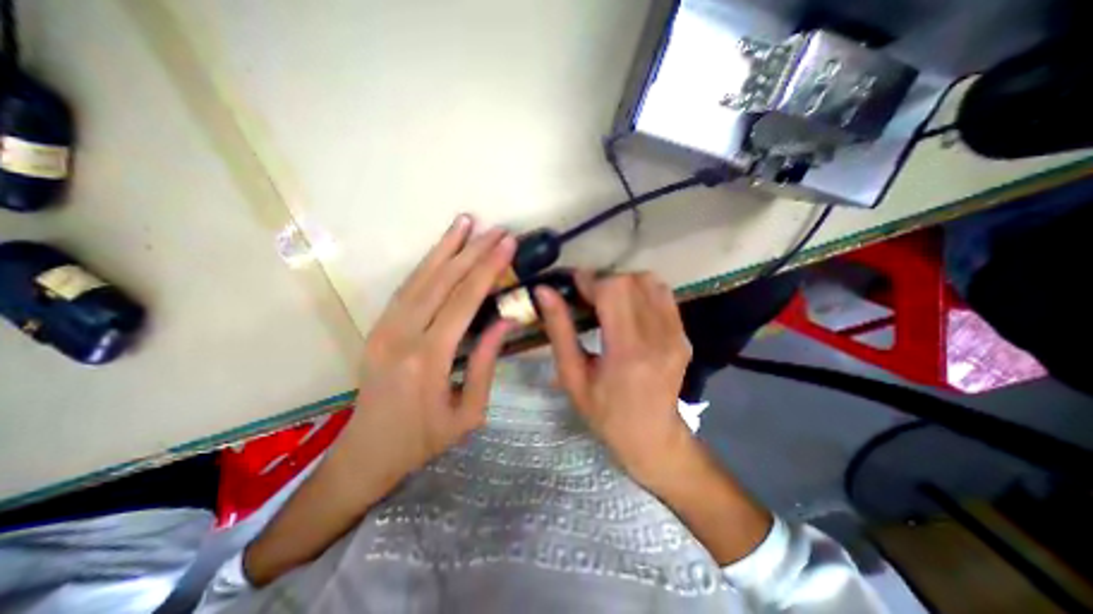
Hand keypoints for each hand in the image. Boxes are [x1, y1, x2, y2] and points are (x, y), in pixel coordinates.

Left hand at [338, 216, 517, 488]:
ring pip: (420, 276)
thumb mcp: (469, 412)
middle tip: (496, 229)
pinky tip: (442, 249)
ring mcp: (384, 327)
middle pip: (442, 281)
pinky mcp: (379, 327)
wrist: (367, 452)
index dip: (488, 269)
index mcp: (428, 359)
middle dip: (473, 250)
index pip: (464, 301)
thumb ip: (486, 363)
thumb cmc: (425, 439)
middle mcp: (402, 335)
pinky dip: (427, 263)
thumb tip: (505, 320)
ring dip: (445, 247)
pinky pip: (407, 287)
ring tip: (466, 222)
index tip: (508, 244)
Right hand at [538, 274, 695, 487]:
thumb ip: (559, 330)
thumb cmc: (604, 413)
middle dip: (603, 281)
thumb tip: (544, 291)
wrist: (653, 437)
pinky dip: (641, 291)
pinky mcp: (684, 335)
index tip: (573, 285)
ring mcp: (676, 335)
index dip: (590, 280)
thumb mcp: (572, 376)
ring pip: (649, 282)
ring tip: (607, 301)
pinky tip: (628, 308)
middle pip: (631, 282)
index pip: (613, 291)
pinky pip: (663, 295)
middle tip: (587, 296)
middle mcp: (658, 337)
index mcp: (627, 352)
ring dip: (623, 283)